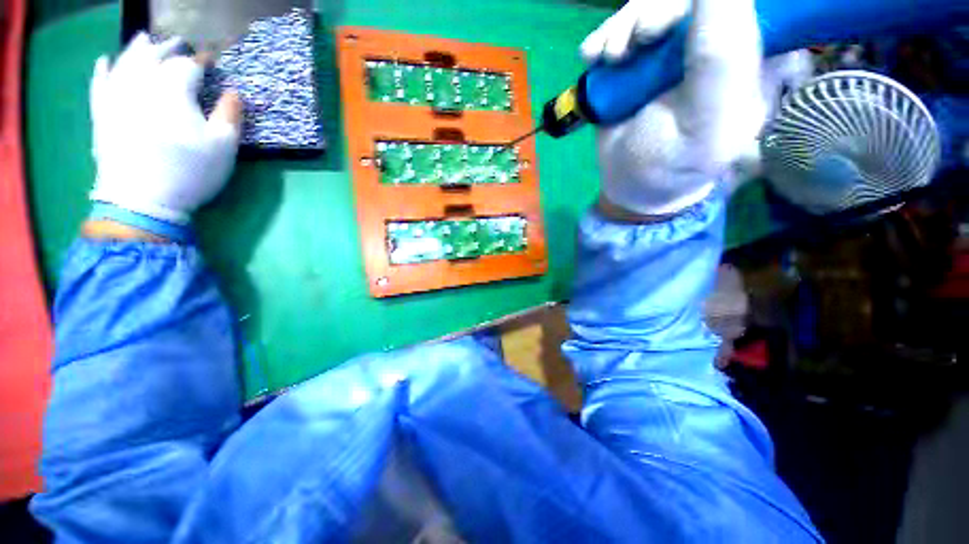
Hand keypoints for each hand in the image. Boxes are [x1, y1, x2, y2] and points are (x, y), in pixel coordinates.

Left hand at [88, 33, 241, 224]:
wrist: (142, 200)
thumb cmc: (189, 172)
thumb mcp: (223, 147)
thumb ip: (230, 115)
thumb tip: (234, 93)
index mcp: (174, 90)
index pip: (188, 65)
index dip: (201, 62)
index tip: (211, 61)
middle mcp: (141, 84)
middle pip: (154, 56)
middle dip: (168, 48)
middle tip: (179, 44)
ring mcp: (116, 97)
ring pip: (125, 62)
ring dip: (136, 49)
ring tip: (145, 40)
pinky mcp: (102, 113)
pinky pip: (99, 84)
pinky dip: (103, 70)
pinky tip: (105, 61)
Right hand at [582, 0, 810, 217]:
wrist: (629, 181)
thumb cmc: (670, 165)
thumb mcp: (704, 122)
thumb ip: (720, 56)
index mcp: (752, 55)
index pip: (738, 5)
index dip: (709, 5)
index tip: (665, 30)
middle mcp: (718, 41)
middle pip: (689, 0)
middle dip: (654, 14)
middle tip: (632, 48)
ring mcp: (676, 45)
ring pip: (654, 4)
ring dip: (624, 27)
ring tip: (610, 60)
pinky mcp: (643, 55)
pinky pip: (625, 23)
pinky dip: (605, 36)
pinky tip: (593, 59)